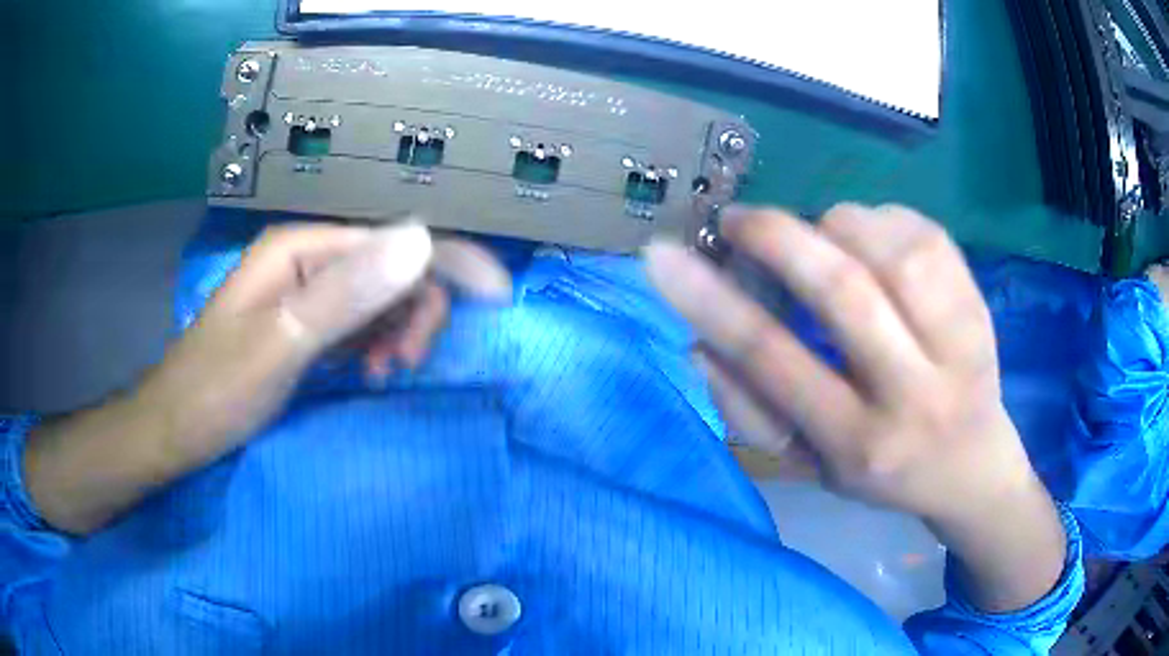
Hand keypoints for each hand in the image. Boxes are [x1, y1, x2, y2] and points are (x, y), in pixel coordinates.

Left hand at [143, 220, 511, 463]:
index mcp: (301, 250)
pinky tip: (367, 371)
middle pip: (390, 268)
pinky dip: (375, 346)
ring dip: (396, 333)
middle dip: (414, 312)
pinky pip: (359, 324)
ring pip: (379, 298)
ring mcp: (306, 294)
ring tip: (381, 373)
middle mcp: (308, 261)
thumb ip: (348, 293)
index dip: (447, 262)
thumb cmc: (217, 389)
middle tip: (402, 364)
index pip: (393, 240)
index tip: (497, 297)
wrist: (175, 429)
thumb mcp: (281, 344)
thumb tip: (423, 240)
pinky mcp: (305, 325)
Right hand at [646, 204, 1065, 611]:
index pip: (774, 359)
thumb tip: (700, 341)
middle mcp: (913, 395)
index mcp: (858, 443)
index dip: (710, 299)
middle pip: (844, 290)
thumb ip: (751, 411)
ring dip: (835, 226)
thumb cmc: (881, 473)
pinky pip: (925, 233)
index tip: (663, 253)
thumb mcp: (809, 465)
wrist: (971, 465)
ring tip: (819, 238)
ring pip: (889, 250)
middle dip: (777, 237)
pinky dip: (882, 220)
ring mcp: (959, 346)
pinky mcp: (981, 306)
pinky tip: (871, 240)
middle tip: (741, 220)